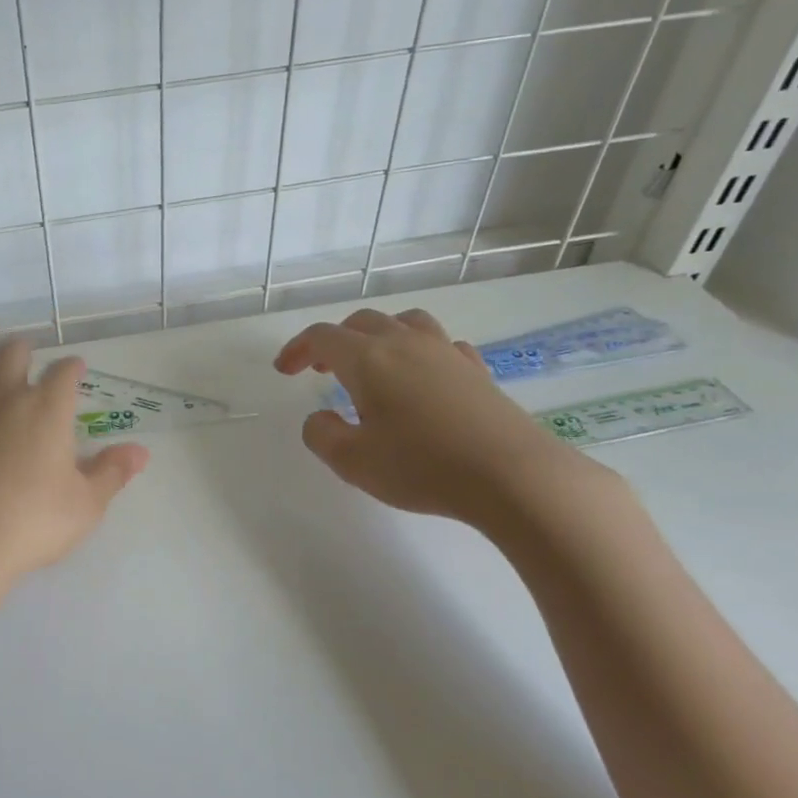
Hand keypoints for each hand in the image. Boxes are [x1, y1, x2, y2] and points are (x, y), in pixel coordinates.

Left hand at [0, 339, 148, 638]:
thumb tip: (140, 451)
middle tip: (30, 358)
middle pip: (11, 354)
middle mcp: (4, 398)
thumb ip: (112, 473)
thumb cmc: (31, 522)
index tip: (76, 368)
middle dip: (24, 351)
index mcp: (46, 408)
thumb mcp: (85, 505)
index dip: (72, 367)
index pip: (63, 372)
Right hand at [275, 307, 598, 528]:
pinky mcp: (477, 372)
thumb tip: (319, 419)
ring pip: (405, 322)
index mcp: (368, 359)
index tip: (284, 370)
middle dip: (334, 341)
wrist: (514, 476)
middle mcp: (405, 344)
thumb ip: (322, 436)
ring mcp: (446, 353)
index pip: (322, 337)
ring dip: (379, 335)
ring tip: (372, 361)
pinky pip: (442, 345)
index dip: (297, 349)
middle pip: (361, 322)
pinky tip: (424, 376)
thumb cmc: (423, 466)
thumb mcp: (353, 462)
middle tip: (320, 369)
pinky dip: (421, 351)